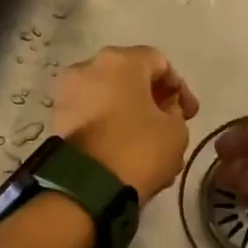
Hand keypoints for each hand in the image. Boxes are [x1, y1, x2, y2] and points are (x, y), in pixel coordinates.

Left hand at [50, 45, 199, 200]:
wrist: (88, 187)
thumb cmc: (139, 148)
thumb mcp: (176, 131)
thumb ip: (175, 113)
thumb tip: (164, 111)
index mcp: (120, 61)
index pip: (159, 62)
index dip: (180, 88)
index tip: (190, 114)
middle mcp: (88, 68)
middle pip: (130, 79)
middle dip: (153, 103)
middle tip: (170, 127)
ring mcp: (67, 95)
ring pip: (110, 101)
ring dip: (132, 118)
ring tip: (150, 148)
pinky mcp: (57, 123)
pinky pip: (93, 119)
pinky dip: (111, 130)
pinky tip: (128, 154)